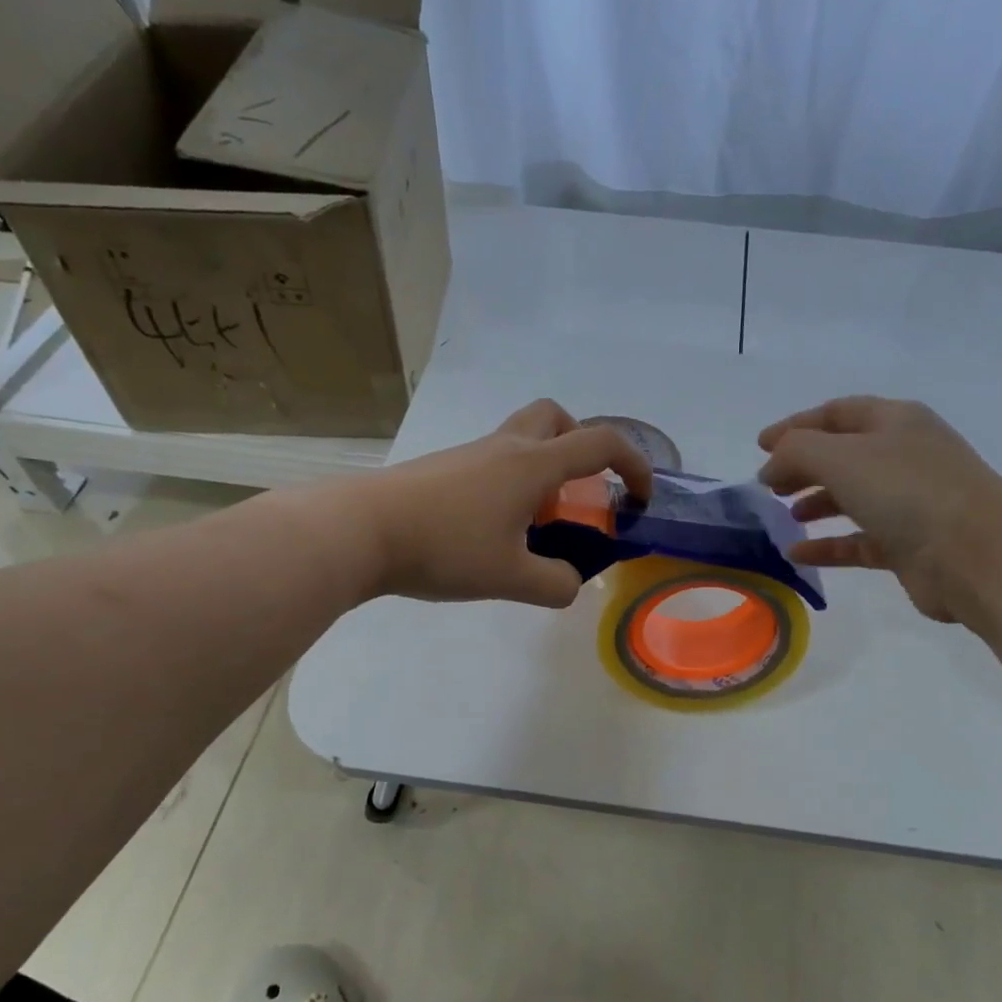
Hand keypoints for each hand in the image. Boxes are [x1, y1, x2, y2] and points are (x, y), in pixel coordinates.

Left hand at [339, 399, 652, 607]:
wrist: (360, 531)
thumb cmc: (444, 548)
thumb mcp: (511, 579)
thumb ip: (555, 584)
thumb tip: (569, 583)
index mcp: (532, 464)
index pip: (600, 443)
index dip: (634, 465)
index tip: (640, 499)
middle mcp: (505, 447)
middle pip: (555, 417)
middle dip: (581, 445)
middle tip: (579, 491)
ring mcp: (470, 455)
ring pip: (521, 439)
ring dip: (543, 470)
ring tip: (535, 524)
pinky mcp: (444, 469)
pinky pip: (493, 462)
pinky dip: (511, 485)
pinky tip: (493, 531)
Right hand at [757, 396, 1001, 623]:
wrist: (977, 554)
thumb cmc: (908, 491)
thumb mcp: (841, 457)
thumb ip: (796, 451)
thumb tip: (772, 466)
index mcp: (895, 422)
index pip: (837, 413)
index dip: (796, 425)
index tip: (760, 445)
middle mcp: (904, 456)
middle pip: (843, 455)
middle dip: (803, 466)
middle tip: (768, 485)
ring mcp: (909, 502)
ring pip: (852, 497)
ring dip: (816, 502)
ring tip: (783, 514)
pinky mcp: (908, 545)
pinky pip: (858, 540)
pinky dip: (827, 545)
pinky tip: (797, 553)